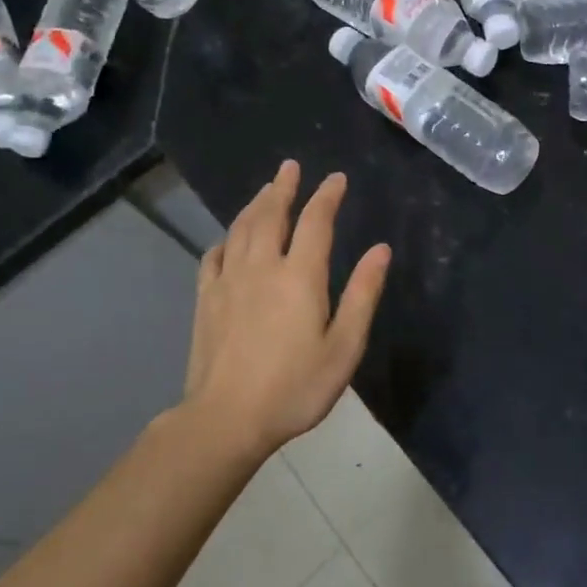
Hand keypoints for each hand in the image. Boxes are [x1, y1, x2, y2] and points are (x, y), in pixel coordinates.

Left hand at [185, 160, 391, 457]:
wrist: (226, 419)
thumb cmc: (295, 387)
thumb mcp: (344, 347)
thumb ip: (362, 294)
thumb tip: (380, 249)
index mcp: (300, 276)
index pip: (316, 222)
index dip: (327, 196)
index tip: (336, 178)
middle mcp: (262, 267)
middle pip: (272, 215)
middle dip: (284, 188)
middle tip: (290, 166)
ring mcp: (229, 282)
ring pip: (242, 229)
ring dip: (255, 204)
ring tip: (266, 189)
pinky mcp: (206, 300)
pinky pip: (214, 256)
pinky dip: (225, 239)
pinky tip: (229, 239)